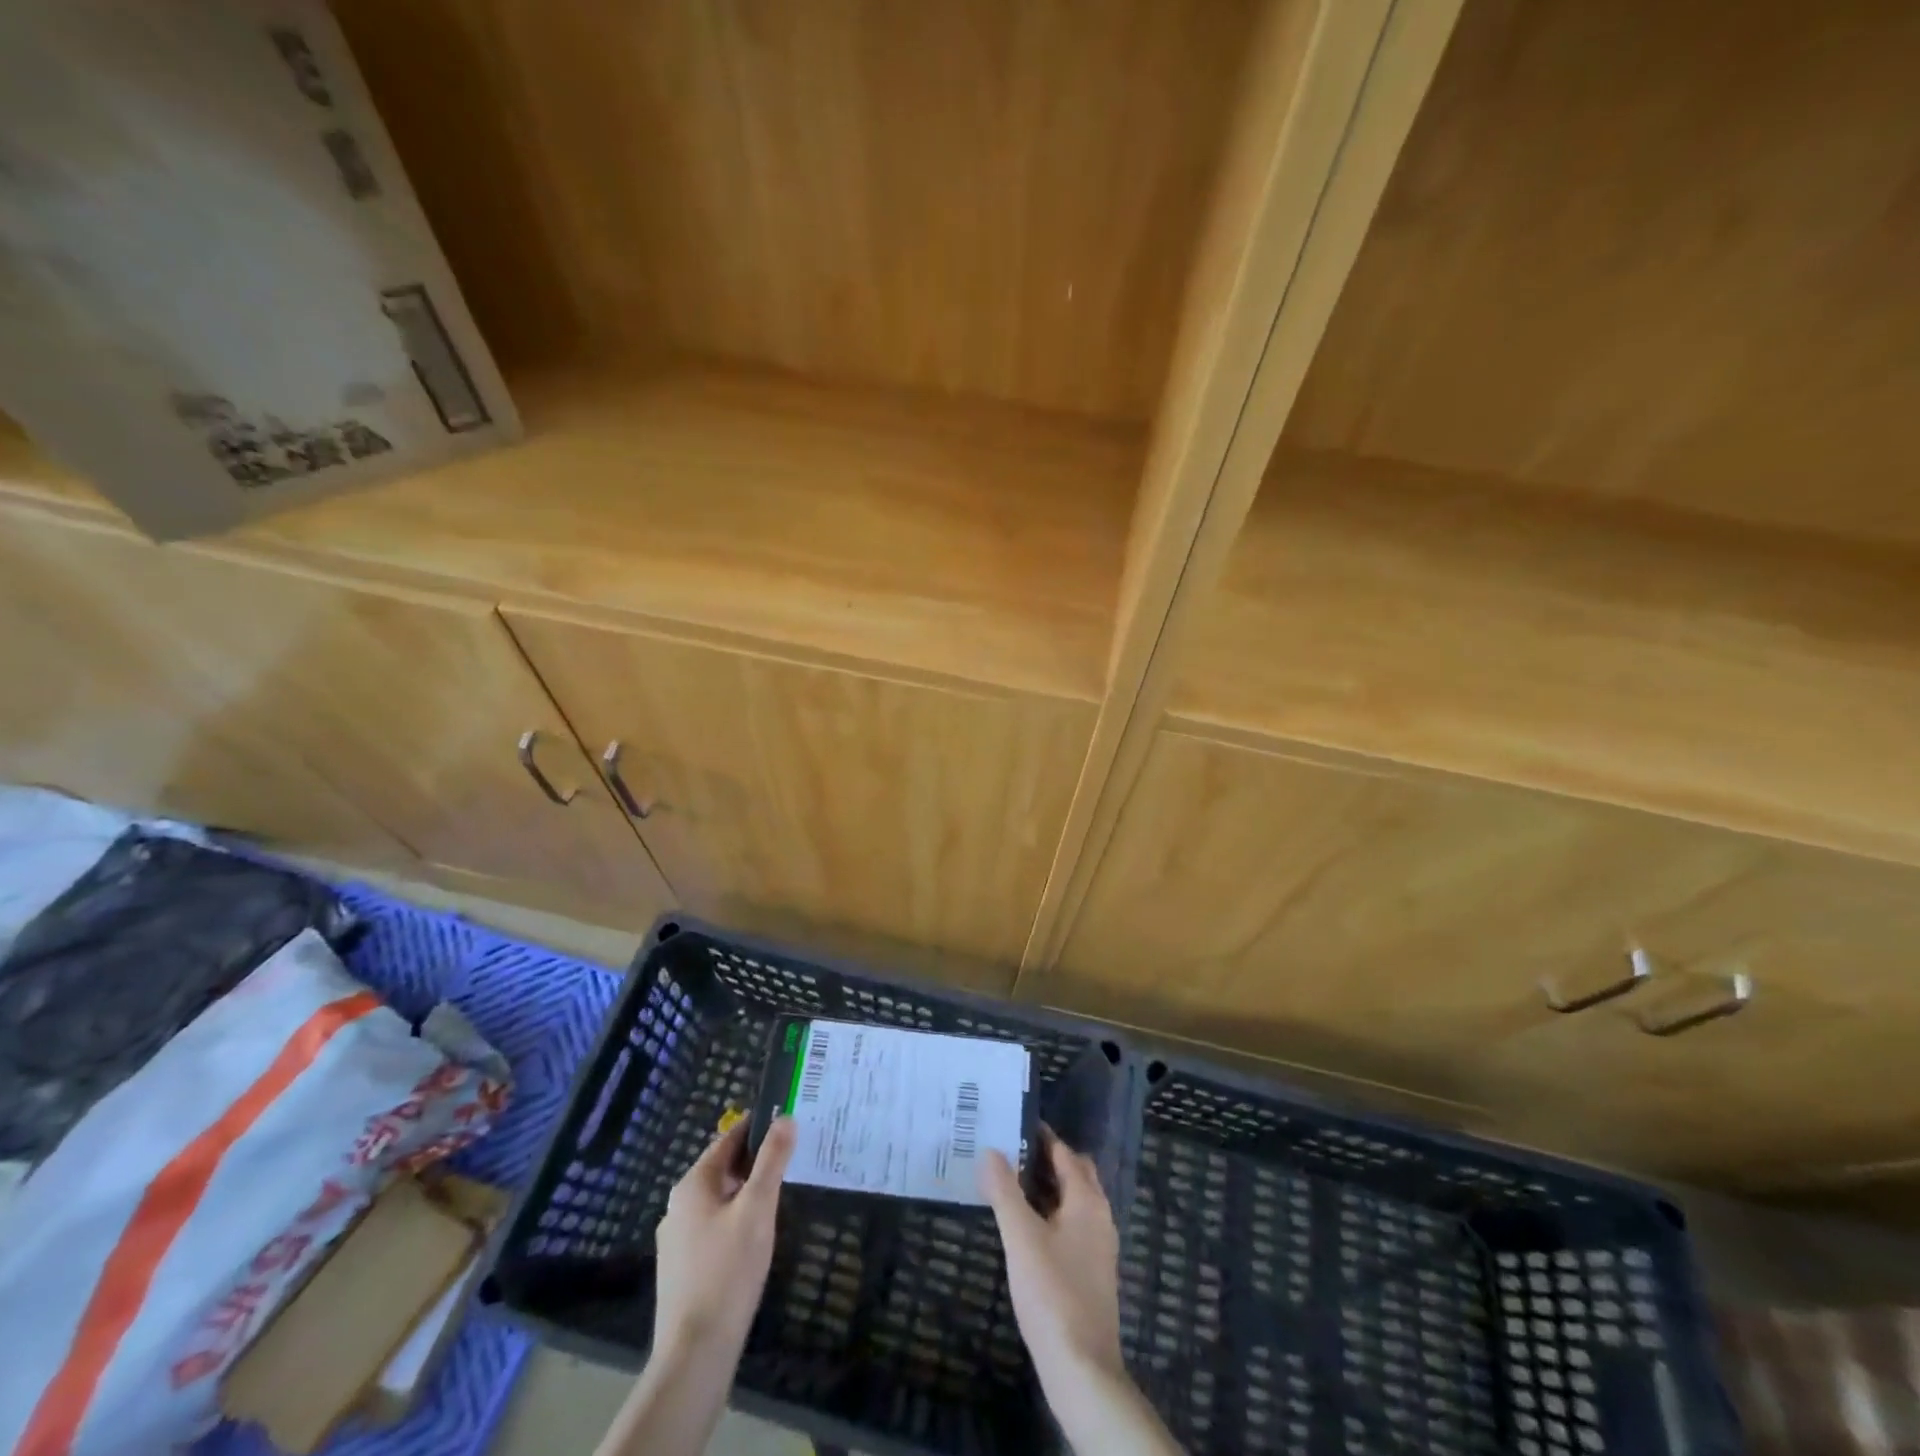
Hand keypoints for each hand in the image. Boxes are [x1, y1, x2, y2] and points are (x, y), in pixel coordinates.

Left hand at [650, 1116, 795, 1359]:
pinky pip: (712, 1228)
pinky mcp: (681, 1268)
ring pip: (718, 1200)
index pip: (729, 1139)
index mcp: (693, 1184)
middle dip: (755, 1161)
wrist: (694, 1353)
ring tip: (779, 1196)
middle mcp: (678, 1205)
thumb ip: (772, 1160)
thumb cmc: (728, 1271)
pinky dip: (735, 1221)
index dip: (758, 1127)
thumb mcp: (758, 1208)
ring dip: (746, 1193)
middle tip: (791, 1159)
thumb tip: (786, 1117)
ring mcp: (676, 1239)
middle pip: (723, 1168)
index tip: (787, 1122)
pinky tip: (755, 1238)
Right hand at [980, 1135, 1184, 1455]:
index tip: (1011, 1124)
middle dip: (1046, 1159)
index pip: (1064, 1152)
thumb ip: (1004, 1191)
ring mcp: (1099, 1246)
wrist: (1082, 1369)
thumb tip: (991, 1150)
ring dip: (1048, 1187)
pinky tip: (1026, 1227)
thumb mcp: (1020, 1237)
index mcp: (1087, 1200)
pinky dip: (1052, 1213)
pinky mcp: (1092, 1272)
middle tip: (1009, 1151)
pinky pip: (1072, 1225)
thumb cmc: (1052, 1293)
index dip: (1040, 1136)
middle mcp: (1099, 1216)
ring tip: (1011, 1184)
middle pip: (1075, 1173)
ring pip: (1074, 1201)